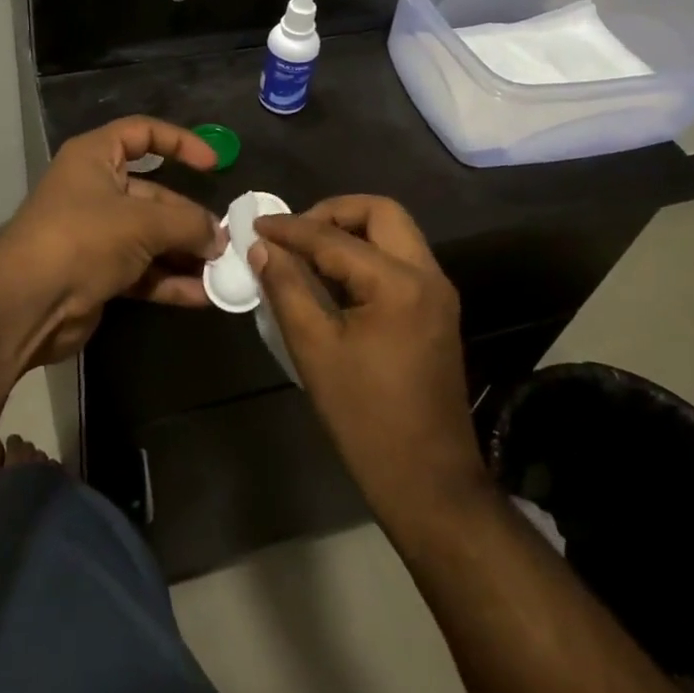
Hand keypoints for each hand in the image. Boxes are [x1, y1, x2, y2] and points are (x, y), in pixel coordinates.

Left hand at [0, 117, 223, 366]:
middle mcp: (95, 190)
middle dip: (189, 217)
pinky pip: (143, 270)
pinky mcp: (98, 272)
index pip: (142, 133)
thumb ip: (187, 225)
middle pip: (154, 194)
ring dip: (185, 252)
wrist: (27, 304)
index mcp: (95, 157)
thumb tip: (219, 237)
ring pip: (151, 236)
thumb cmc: (83, 239)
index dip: (179, 142)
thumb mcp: (142, 223)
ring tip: (223, 269)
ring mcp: (96, 234)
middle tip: (224, 239)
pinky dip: (170, 280)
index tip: (213, 163)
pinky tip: (203, 295)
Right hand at [252, 197, 484, 518]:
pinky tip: (333, 277)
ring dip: (351, 230)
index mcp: (398, 283)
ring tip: (307, 252)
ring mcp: (437, 291)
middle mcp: (427, 275)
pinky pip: (399, 259)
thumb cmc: (365, 417)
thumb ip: (287, 288)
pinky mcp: (436, 309)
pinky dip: (366, 254)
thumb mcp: (314, 349)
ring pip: (394, 232)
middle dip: (333, 212)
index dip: (290, 228)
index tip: (256, 225)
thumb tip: (262, 248)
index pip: (334, 236)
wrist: (428, 480)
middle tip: (294, 234)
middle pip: (381, 212)